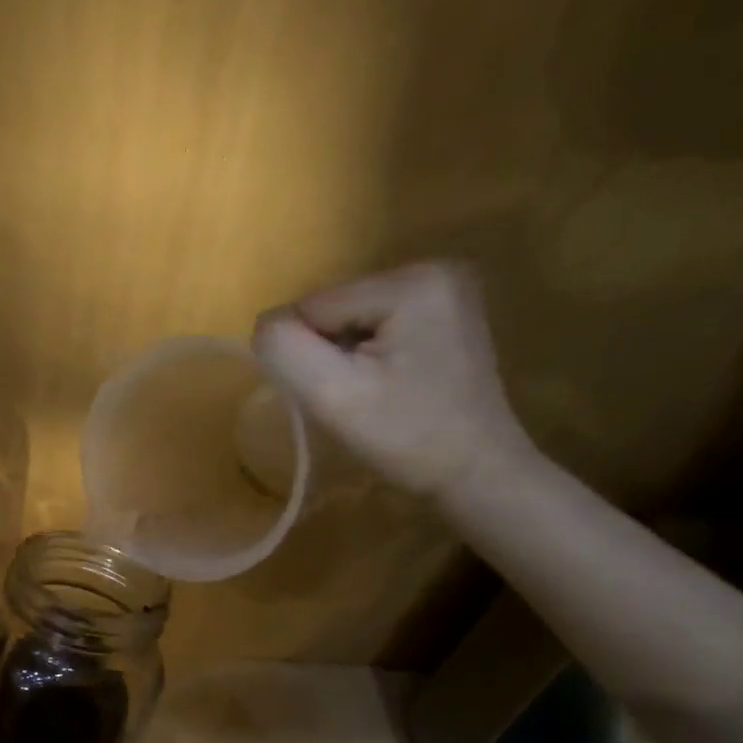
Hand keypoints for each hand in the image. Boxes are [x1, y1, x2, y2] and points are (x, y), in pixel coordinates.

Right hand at [252, 261, 534, 497]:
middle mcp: (433, 269)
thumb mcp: (333, 395)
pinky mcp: (445, 313)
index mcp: (411, 282)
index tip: (340, 393)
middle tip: (357, 397)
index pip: (312, 306)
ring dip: (345, 357)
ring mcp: (445, 290)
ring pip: (349, 319)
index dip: (308, 354)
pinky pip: (374, 326)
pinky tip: (389, 385)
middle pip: (333, 308)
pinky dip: (368, 357)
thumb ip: (285, 348)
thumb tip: (266, 325)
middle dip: (329, 353)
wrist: (475, 474)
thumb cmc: (407, 438)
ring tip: (374, 393)